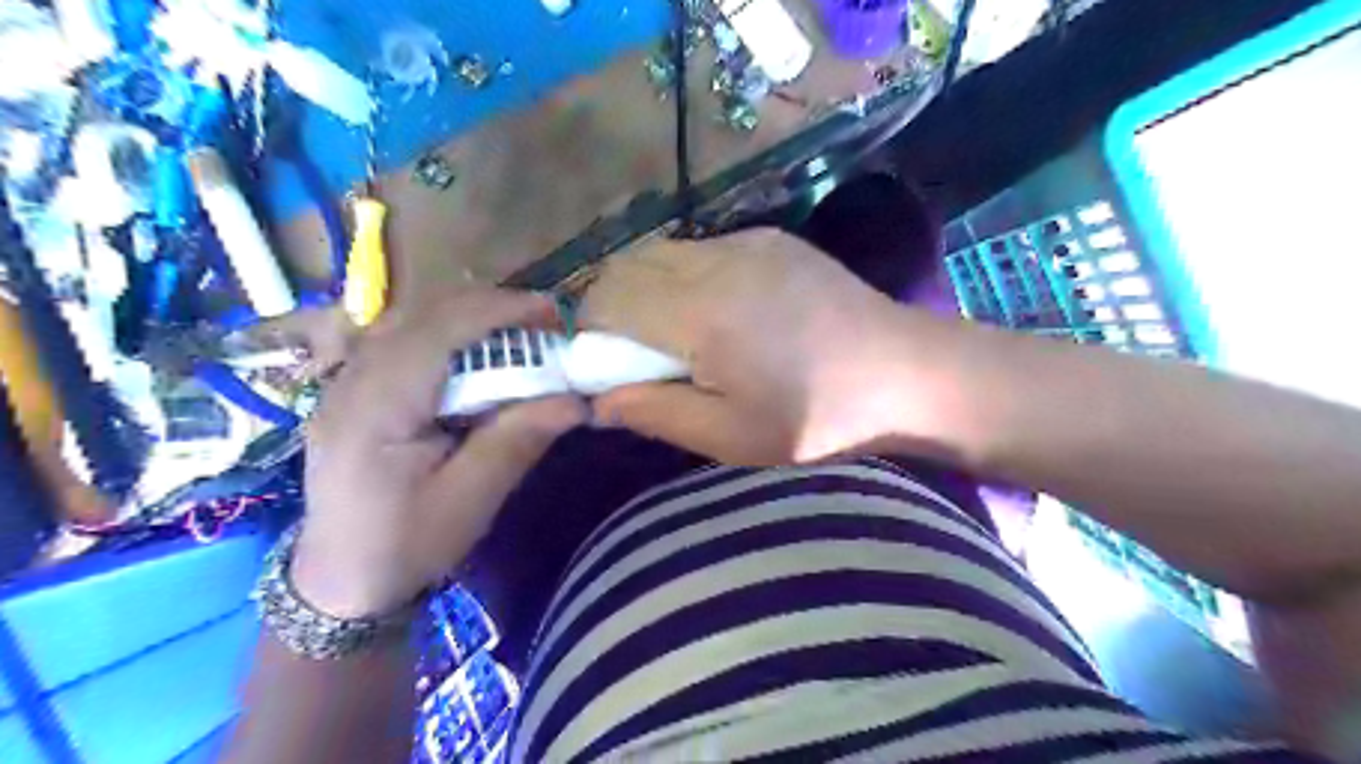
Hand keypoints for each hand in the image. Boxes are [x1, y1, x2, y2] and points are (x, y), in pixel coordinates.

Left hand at [297, 291, 580, 617]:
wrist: (337, 581)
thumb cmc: (406, 545)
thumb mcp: (471, 500)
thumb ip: (518, 440)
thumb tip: (577, 399)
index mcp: (378, 406)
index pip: (440, 329)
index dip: (501, 310)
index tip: (554, 315)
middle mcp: (352, 380)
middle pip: (423, 312)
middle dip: (490, 307)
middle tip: (543, 325)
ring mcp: (343, 381)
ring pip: (409, 319)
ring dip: (468, 316)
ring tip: (516, 334)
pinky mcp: (350, 389)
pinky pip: (400, 338)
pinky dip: (446, 332)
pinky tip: (472, 356)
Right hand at [578, 228, 931, 466]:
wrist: (905, 372)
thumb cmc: (819, 416)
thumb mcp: (730, 436)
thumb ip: (655, 412)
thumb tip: (597, 400)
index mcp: (702, 311)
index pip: (607, 299)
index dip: (590, 333)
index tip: (607, 369)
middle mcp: (716, 259)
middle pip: (625, 266)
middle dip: (611, 309)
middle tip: (638, 356)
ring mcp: (747, 241)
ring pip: (660, 252)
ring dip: (647, 290)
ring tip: (679, 337)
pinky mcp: (770, 238)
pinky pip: (700, 249)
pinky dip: (683, 278)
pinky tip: (719, 314)